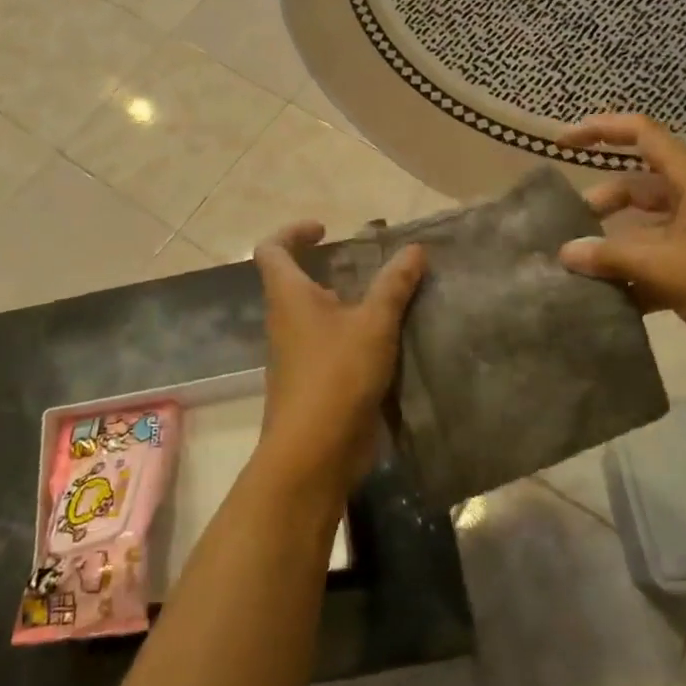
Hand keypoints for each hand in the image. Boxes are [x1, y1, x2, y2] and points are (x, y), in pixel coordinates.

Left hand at [252, 222, 425, 499]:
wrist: (313, 454)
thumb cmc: (337, 376)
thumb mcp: (374, 324)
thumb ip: (394, 285)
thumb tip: (414, 249)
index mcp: (288, 296)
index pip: (271, 249)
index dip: (293, 232)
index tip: (326, 231)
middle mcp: (285, 321)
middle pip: (295, 281)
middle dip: (331, 269)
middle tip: (371, 266)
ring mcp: (295, 355)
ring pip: (316, 315)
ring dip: (346, 303)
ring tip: (388, 301)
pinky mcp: (311, 382)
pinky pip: (329, 345)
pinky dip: (353, 335)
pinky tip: (388, 342)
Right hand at [555, 113, 685, 386]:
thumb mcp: (669, 269)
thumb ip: (612, 257)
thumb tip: (564, 252)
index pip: (641, 133)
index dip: (600, 130)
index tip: (561, 144)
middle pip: (637, 185)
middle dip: (600, 203)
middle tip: (565, 228)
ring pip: (645, 227)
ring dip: (614, 244)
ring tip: (578, 268)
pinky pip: (659, 259)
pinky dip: (634, 273)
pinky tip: (608, 299)